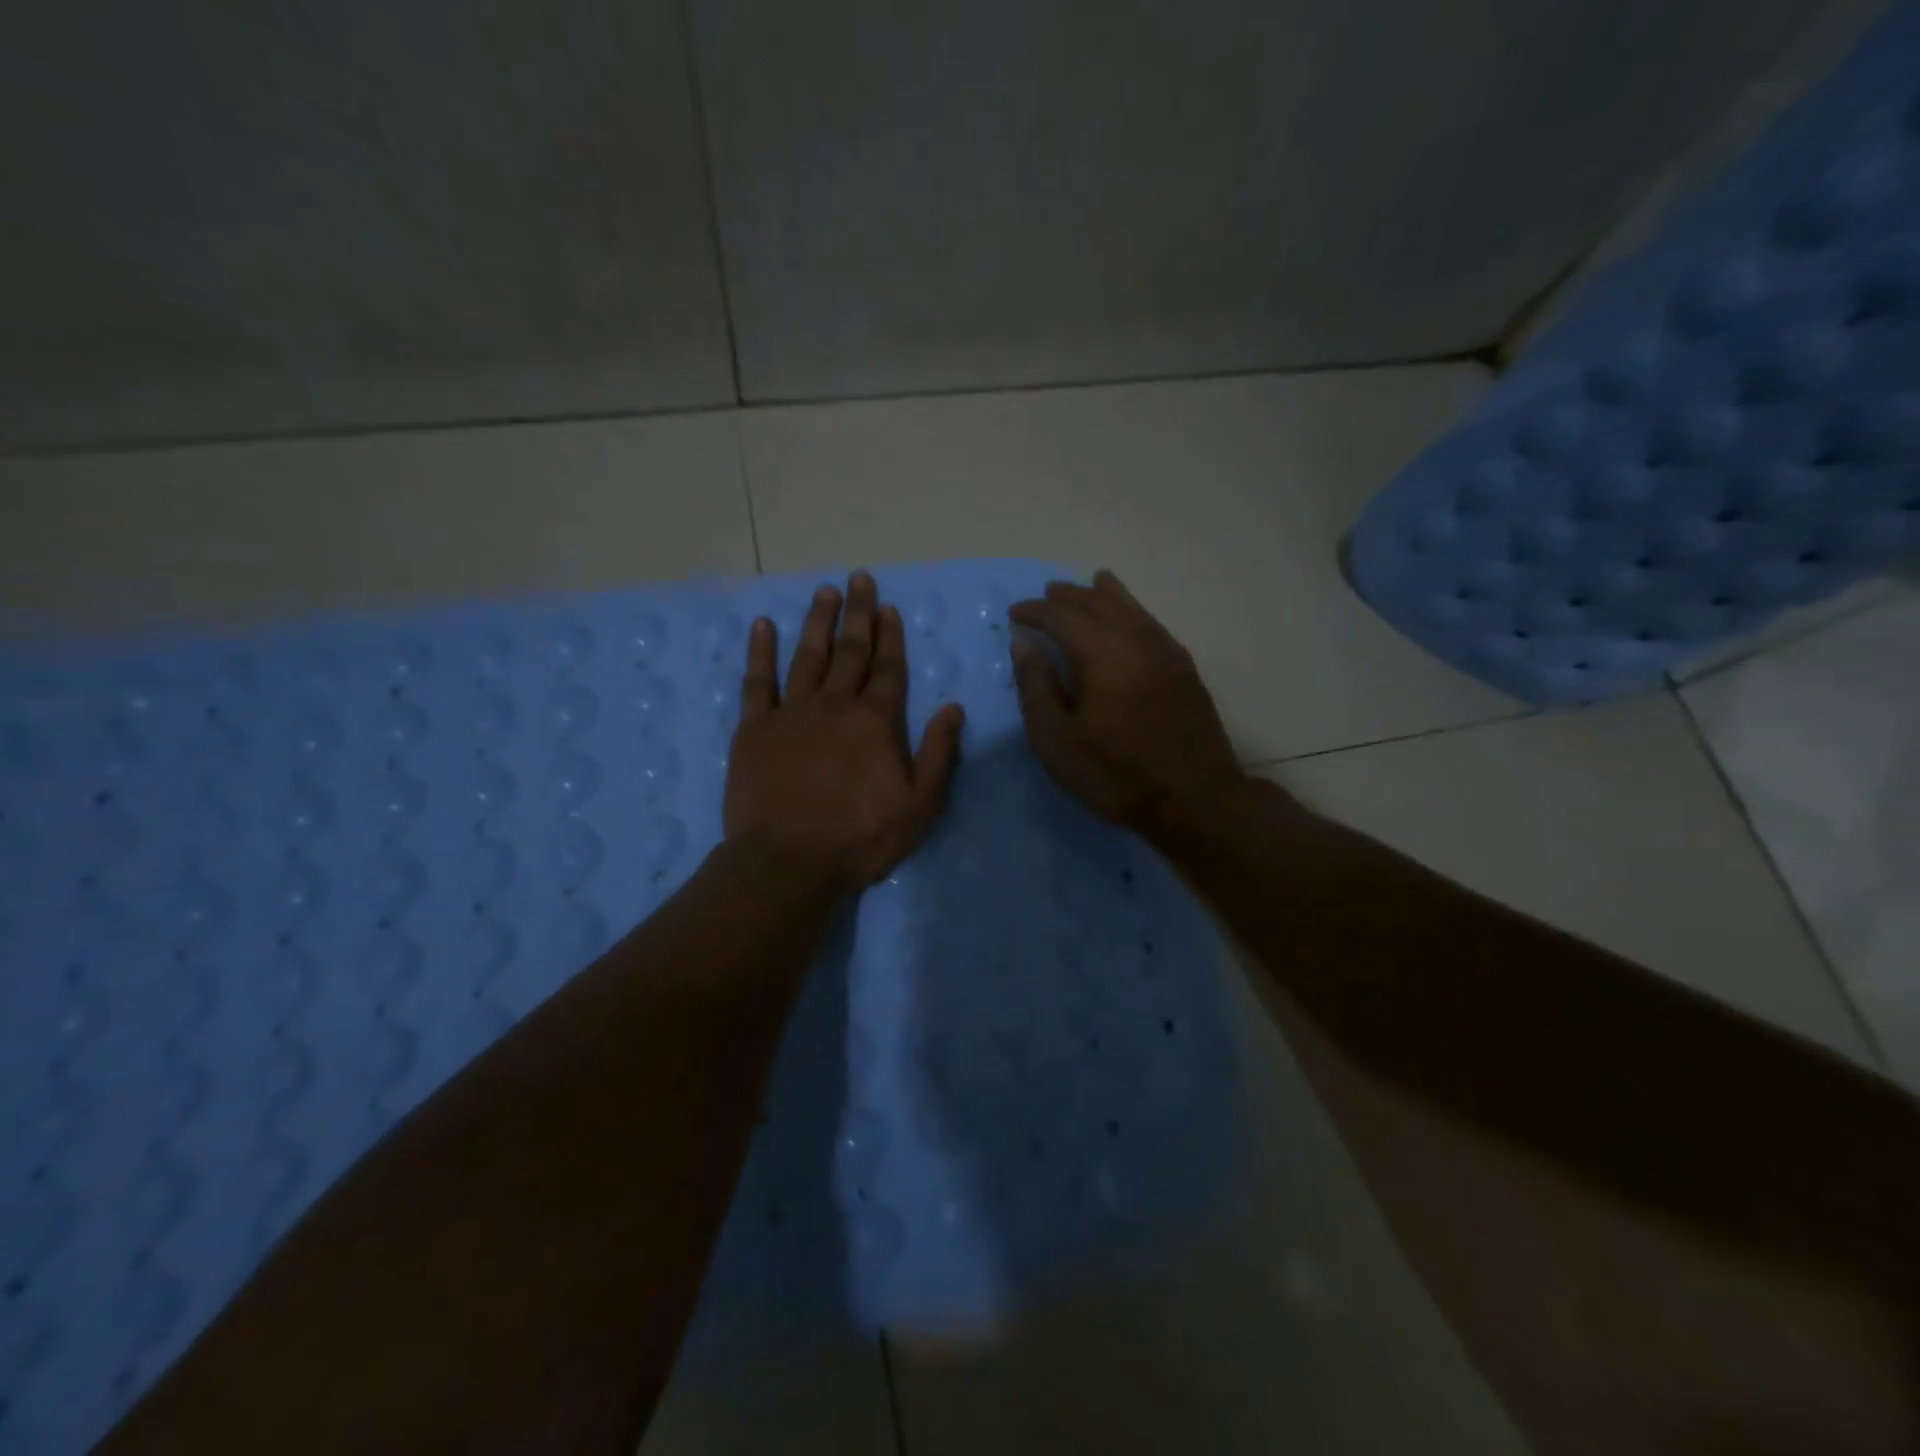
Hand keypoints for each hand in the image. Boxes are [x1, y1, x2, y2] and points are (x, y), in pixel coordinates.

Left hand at [725, 571, 965, 893]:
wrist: (787, 862)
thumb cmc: (859, 838)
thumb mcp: (919, 805)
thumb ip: (939, 753)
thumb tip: (953, 707)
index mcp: (876, 722)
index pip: (888, 669)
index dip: (891, 637)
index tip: (889, 608)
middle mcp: (835, 705)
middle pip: (850, 651)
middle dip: (858, 614)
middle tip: (859, 578)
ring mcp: (791, 713)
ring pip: (807, 656)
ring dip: (817, 621)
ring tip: (825, 591)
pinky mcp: (754, 729)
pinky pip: (757, 681)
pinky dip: (760, 651)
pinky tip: (762, 626)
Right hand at [1009, 570, 1244, 843]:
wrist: (1195, 799)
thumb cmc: (1116, 774)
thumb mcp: (1058, 740)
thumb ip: (1037, 687)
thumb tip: (1024, 643)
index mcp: (1102, 654)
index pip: (1062, 616)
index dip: (1035, 611)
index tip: (1015, 613)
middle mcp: (1136, 640)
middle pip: (1098, 603)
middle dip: (1068, 596)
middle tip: (1046, 595)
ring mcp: (1166, 651)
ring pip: (1131, 607)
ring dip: (1103, 594)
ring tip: (1088, 584)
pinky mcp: (1184, 667)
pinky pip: (1151, 622)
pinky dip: (1131, 609)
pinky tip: (1127, 616)